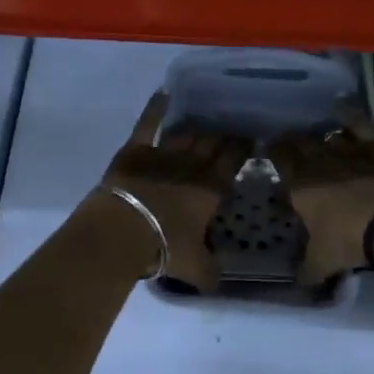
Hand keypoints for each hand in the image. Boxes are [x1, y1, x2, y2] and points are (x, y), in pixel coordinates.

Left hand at [100, 94, 251, 290]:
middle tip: (231, 129)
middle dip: (223, 135)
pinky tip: (163, 94)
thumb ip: (212, 271)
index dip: (242, 148)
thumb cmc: (165, 247)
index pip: (233, 161)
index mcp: (211, 189)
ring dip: (197, 127)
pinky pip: (148, 123)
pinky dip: (155, 108)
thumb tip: (219, 279)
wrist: (123, 231)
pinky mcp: (135, 150)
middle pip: (212, 143)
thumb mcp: (196, 267)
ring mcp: (163, 154)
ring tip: (205, 121)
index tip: (250, 140)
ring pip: (186, 133)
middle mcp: (192, 165)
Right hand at [269, 111, 373, 285]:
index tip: (270, 150)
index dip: (273, 152)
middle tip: (289, 141)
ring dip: (320, 134)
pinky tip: (343, 107)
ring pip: (326, 134)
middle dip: (292, 141)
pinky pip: (358, 123)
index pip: (279, 159)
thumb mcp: (321, 262)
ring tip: (317, 135)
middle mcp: (319, 162)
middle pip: (299, 142)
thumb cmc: (347, 241)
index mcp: (299, 186)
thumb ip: (306, 269)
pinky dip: (349, 115)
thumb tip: (297, 281)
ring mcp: (347, 151)